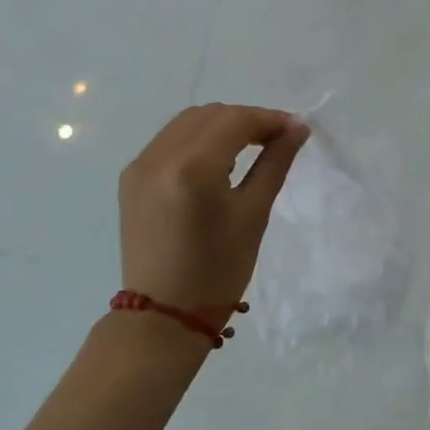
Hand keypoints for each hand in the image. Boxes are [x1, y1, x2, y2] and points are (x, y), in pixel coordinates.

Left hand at [119, 104, 308, 321]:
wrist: (163, 315)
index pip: (235, 121)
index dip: (269, 119)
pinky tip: (216, 160)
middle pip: (211, 114)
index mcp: (192, 168)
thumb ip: (275, 163)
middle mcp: (159, 156)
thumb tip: (297, 129)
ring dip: (221, 125)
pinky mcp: (131, 177)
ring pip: (188, 122)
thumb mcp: (253, 214)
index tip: (296, 130)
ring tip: (249, 147)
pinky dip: (197, 139)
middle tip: (276, 140)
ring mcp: (140, 165)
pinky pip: (169, 140)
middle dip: (246, 119)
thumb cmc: (218, 270)